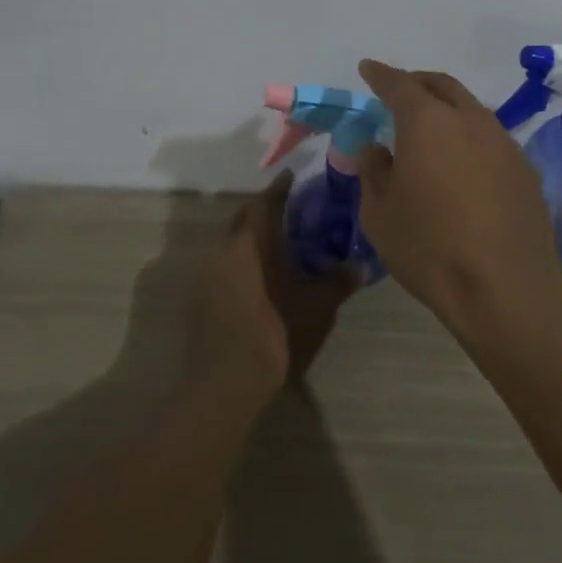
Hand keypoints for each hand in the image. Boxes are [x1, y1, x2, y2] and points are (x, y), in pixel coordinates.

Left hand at [186, 172, 354, 410]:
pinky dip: (242, 258)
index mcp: (249, 245)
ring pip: (231, 242)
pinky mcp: (200, 298)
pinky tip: (261, 274)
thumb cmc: (272, 335)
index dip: (279, 188)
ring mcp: (207, 275)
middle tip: (290, 206)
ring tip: (279, 240)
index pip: (263, 203)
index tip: (294, 176)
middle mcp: (222, 251)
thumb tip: (361, 265)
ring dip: (252, 235)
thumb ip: (337, 282)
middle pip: (242, 218)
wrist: (223, 386)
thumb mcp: (314, 308)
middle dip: (263, 209)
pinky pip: (224, 264)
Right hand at [356, 59, 561, 319]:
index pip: (399, 84)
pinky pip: (489, 137)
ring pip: (470, 108)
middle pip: (442, 85)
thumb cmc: (430, 248)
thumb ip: (374, 170)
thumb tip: (376, 148)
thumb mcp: (380, 212)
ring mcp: (503, 142)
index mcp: (428, 122)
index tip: (367, 69)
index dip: (380, 75)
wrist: (505, 288)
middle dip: (417, 82)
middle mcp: (470, 120)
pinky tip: (460, 161)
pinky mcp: (524, 168)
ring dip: (447, 108)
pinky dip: (468, 134)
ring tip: (429, 127)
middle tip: (398, 91)